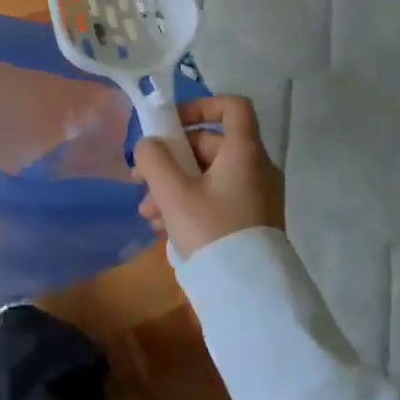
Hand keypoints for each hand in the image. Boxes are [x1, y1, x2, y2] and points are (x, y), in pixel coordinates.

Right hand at [132, 96, 284, 258]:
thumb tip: (149, 145)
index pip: (233, 106)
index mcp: (244, 152)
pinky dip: (191, 203)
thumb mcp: (172, 192)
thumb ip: (153, 158)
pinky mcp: (251, 221)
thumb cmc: (211, 231)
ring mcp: (256, 196)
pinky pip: (217, 198)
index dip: (201, 105)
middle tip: (142, 182)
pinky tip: (165, 228)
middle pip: (210, 144)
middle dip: (170, 160)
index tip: (172, 123)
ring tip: (149, 213)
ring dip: (174, 186)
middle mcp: (256, 168)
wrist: (250, 294)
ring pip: (208, 175)